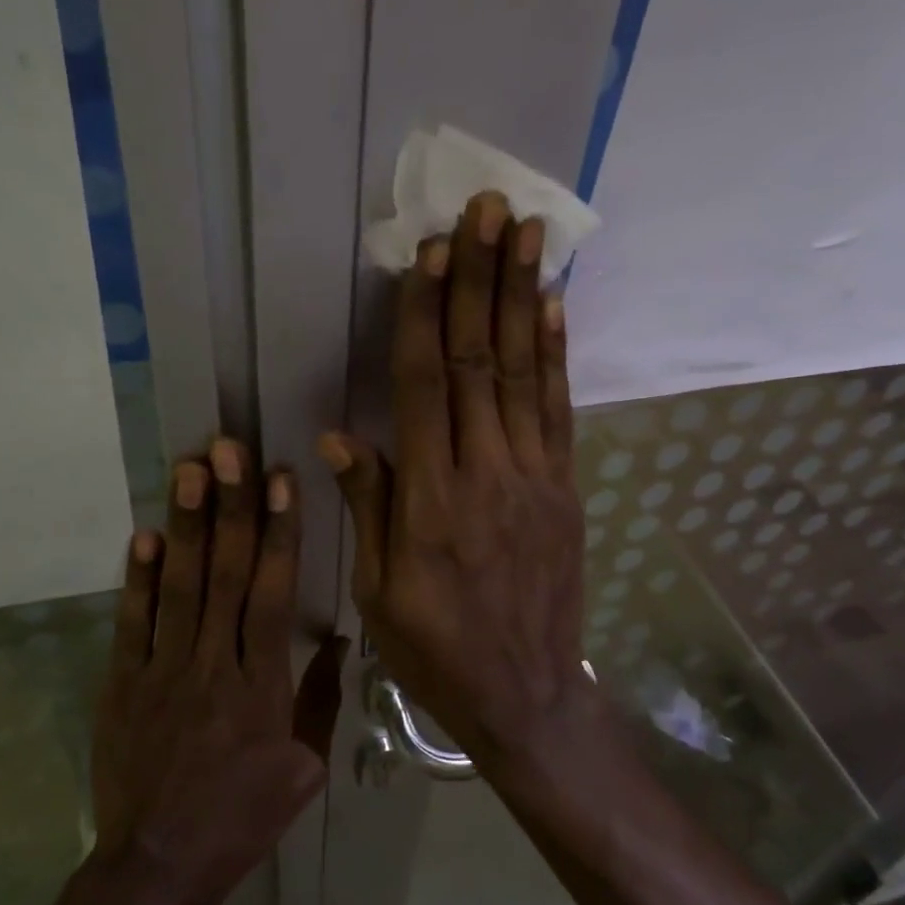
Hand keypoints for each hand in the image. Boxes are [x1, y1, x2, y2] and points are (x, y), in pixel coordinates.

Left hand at [91, 441, 343, 904]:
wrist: (159, 865)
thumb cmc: (242, 817)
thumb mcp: (304, 769)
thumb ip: (320, 699)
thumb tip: (335, 640)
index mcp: (262, 685)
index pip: (271, 592)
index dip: (277, 532)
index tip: (280, 480)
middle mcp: (213, 664)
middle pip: (223, 574)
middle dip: (229, 507)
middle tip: (228, 450)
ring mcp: (162, 670)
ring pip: (177, 586)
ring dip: (184, 525)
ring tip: (189, 470)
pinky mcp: (123, 683)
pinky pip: (131, 623)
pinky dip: (136, 578)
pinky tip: (143, 534)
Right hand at [319, 191, 592, 765]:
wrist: (527, 696)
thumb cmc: (437, 650)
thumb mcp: (379, 593)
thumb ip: (368, 507)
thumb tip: (340, 435)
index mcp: (430, 500)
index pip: (425, 387)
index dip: (427, 314)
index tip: (432, 252)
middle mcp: (485, 474)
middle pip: (480, 361)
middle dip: (480, 279)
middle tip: (487, 209)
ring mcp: (534, 477)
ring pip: (525, 373)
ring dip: (523, 296)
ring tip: (527, 233)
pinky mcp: (564, 488)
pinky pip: (559, 411)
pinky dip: (556, 353)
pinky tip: (554, 305)